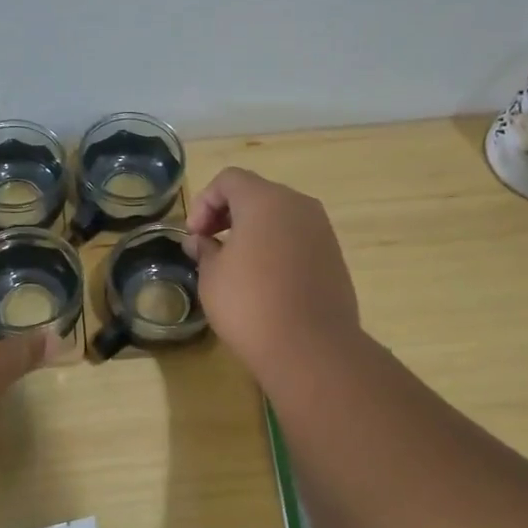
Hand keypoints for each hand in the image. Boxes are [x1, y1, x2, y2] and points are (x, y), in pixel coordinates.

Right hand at [186, 167, 360, 377]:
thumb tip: (200, 241)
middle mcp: (298, 205)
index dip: (204, 201)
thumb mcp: (212, 276)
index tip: (194, 235)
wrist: (311, 347)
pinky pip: (297, 238)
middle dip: (227, 213)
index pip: (229, 179)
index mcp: (265, 200)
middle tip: (208, 244)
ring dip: (253, 230)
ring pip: (279, 216)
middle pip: (256, 193)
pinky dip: (276, 246)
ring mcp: (321, 230)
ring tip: (234, 264)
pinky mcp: (333, 255)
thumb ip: (204, 250)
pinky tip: (263, 279)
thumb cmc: (250, 304)